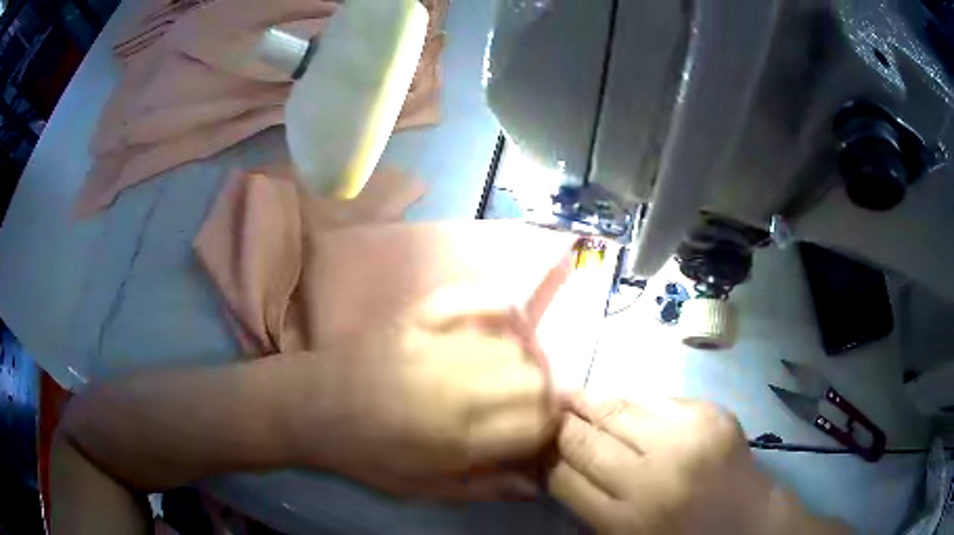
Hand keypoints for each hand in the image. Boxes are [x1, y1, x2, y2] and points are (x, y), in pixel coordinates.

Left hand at [281, 285, 560, 498]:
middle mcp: (456, 384)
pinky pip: (476, 298)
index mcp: (458, 435)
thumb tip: (535, 483)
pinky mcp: (420, 316)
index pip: (538, 420)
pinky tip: (499, 323)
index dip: (548, 425)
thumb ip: (484, 488)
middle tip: (522, 404)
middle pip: (535, 377)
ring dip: (523, 358)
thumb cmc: (365, 455)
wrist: (310, 408)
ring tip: (509, 371)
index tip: (537, 430)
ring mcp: (438, 343)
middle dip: (540, 394)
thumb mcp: (423, 488)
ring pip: (515, 341)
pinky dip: (496, 306)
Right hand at [549, 397, 850, 533]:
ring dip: (589, 401)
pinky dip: (635, 403)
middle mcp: (653, 476)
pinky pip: (658, 399)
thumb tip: (554, 465)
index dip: (542, 456)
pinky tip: (625, 406)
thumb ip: (589, 506)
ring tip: (570, 395)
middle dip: (558, 423)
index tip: (531, 441)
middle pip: (585, 439)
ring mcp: (687, 438)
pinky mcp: (712, 413)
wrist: (749, 523)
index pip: (563, 477)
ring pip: (618, 408)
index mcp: (625, 520)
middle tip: (541, 407)